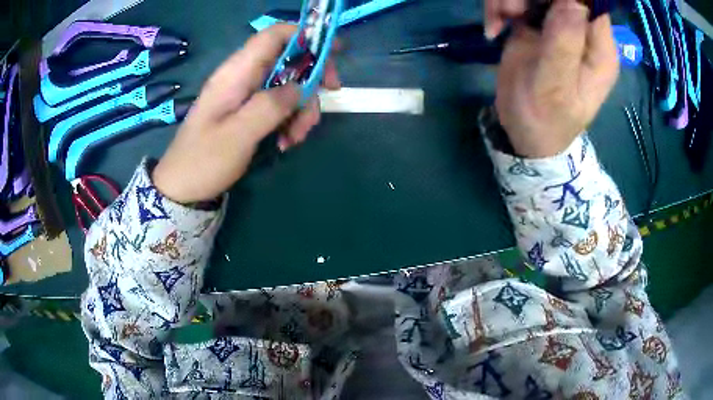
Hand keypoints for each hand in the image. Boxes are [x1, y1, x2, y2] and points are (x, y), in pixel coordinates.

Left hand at [152, 24, 340, 203]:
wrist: (182, 187)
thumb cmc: (203, 161)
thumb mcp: (238, 135)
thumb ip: (269, 107)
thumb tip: (300, 88)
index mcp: (236, 73)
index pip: (273, 36)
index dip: (305, 35)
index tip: (333, 51)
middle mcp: (242, 77)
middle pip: (289, 60)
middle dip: (311, 80)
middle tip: (325, 101)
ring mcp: (246, 94)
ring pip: (288, 85)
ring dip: (302, 108)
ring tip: (295, 139)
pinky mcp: (247, 110)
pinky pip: (279, 104)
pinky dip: (290, 120)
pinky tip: (286, 142)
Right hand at [493, 0, 619, 157]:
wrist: (524, 133)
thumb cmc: (545, 120)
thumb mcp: (554, 88)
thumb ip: (565, 45)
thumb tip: (573, 2)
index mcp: (599, 50)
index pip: (590, 4)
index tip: (540, 5)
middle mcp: (582, 32)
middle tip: (510, 13)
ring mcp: (558, 25)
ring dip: (509, 0)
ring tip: (500, 21)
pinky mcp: (535, 25)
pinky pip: (517, 1)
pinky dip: (499, 6)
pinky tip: (494, 27)